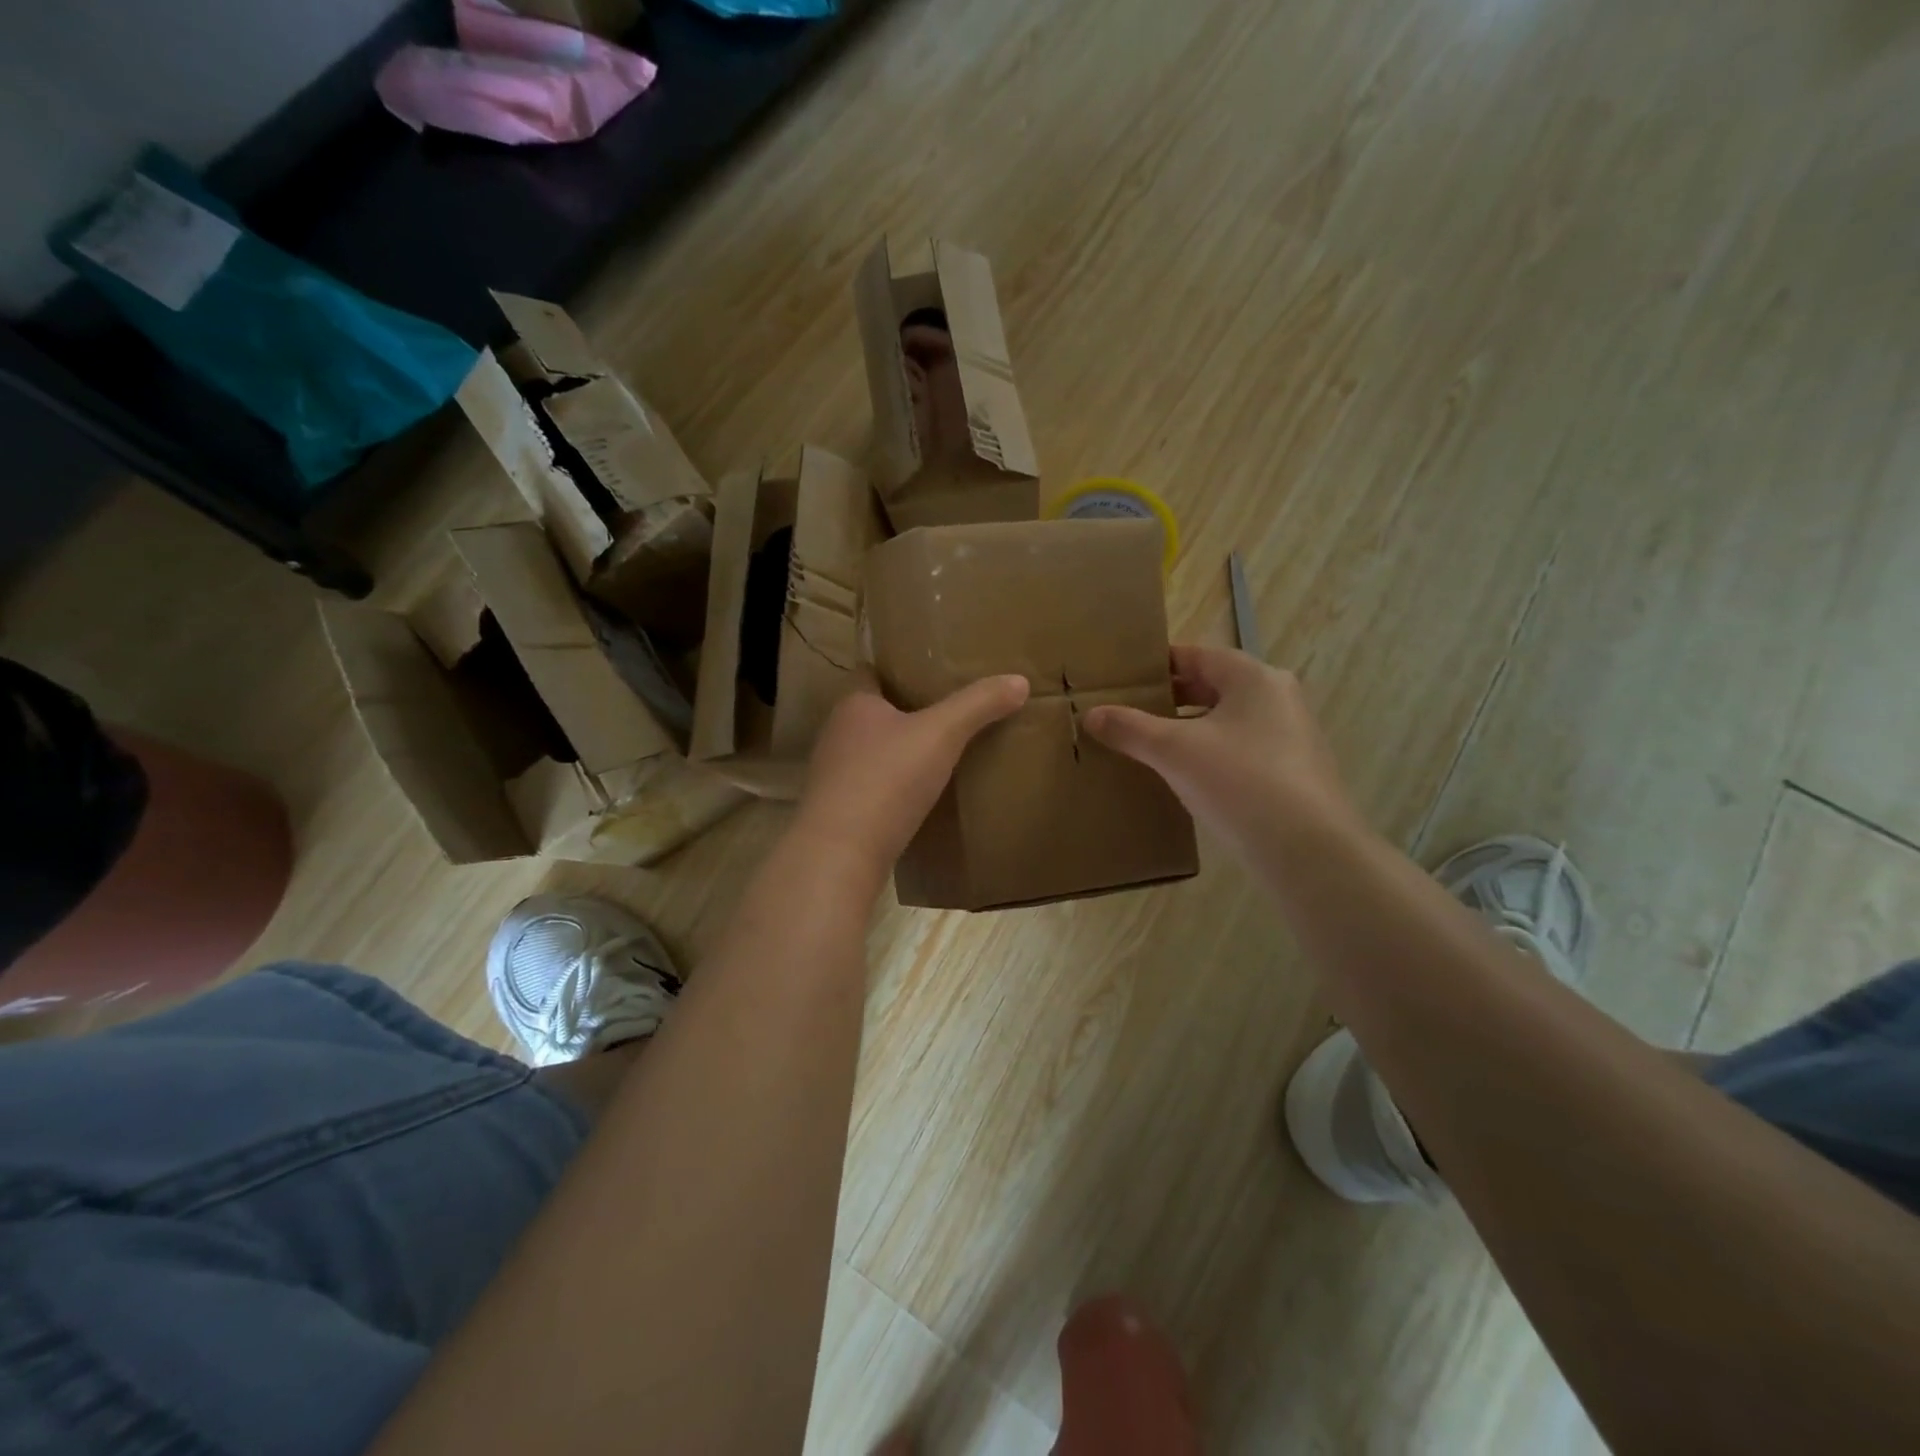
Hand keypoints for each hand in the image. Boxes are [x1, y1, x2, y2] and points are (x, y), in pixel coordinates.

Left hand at [796, 671, 1029, 874]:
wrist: (840, 855)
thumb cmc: (886, 780)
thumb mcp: (941, 734)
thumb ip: (978, 705)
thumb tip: (1019, 680)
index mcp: (853, 705)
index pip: (872, 672)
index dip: (899, 668)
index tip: (931, 671)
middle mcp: (837, 735)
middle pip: (874, 713)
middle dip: (906, 711)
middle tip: (948, 710)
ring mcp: (834, 776)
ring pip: (872, 753)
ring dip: (900, 752)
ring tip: (940, 752)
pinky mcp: (840, 812)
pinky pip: (872, 788)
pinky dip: (894, 787)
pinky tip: (922, 796)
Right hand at [1084, 645, 1360, 852]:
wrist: (1307, 848)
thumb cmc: (1239, 780)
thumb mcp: (1173, 751)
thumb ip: (1130, 728)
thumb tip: (1091, 714)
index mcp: (1253, 677)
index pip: (1196, 656)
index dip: (1157, 665)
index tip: (1124, 679)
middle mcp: (1278, 697)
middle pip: (1213, 686)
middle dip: (1171, 698)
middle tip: (1130, 711)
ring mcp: (1291, 735)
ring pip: (1228, 720)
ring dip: (1191, 728)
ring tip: (1151, 744)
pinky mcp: (1294, 771)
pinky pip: (1242, 749)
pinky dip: (1212, 753)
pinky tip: (1188, 777)